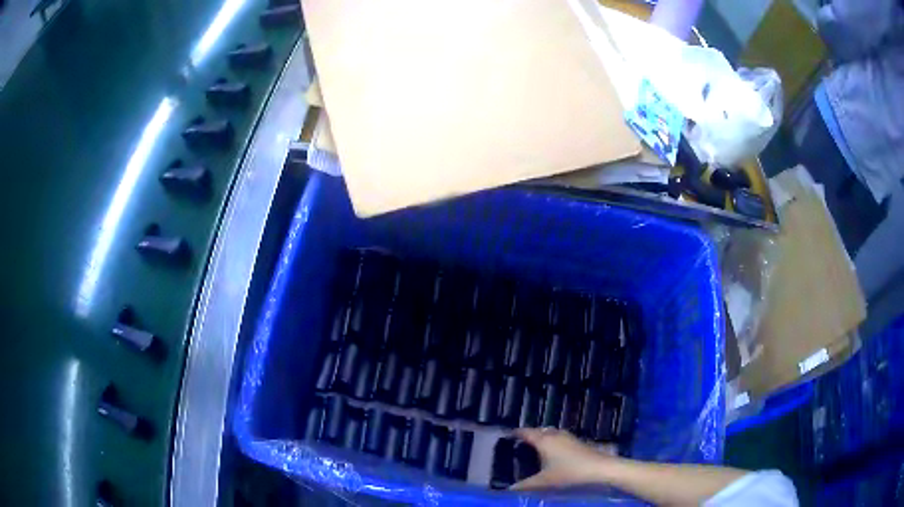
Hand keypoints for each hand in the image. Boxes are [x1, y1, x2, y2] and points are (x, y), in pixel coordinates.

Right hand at [509, 428, 615, 490]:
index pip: (526, 432)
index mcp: (544, 440)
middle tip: (519, 444)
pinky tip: (553, 454)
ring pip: (551, 433)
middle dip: (529, 435)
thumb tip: (508, 489)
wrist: (600, 468)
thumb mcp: (544, 482)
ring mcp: (568, 437)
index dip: (516, 433)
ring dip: (542, 438)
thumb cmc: (569, 472)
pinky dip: (552, 442)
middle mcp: (555, 435)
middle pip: (538, 431)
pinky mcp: (578, 442)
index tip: (507, 435)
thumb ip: (525, 485)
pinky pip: (559, 438)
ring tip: (534, 449)